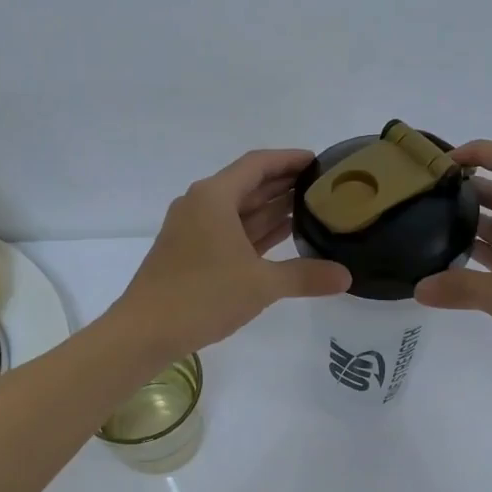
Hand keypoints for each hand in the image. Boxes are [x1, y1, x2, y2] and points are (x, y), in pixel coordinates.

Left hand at [113, 149, 350, 356]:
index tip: (320, 161)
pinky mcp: (191, 253)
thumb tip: (346, 276)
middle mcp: (201, 205)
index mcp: (214, 197)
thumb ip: (305, 276)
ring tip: (312, 210)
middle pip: (249, 184)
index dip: (290, 160)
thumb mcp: (260, 284)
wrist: (144, 331)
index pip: (258, 164)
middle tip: (324, 188)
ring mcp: (194, 230)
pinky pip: (231, 232)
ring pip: (240, 211)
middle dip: (285, 185)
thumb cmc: (202, 296)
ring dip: (272, 210)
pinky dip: (256, 232)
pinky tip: (283, 239)